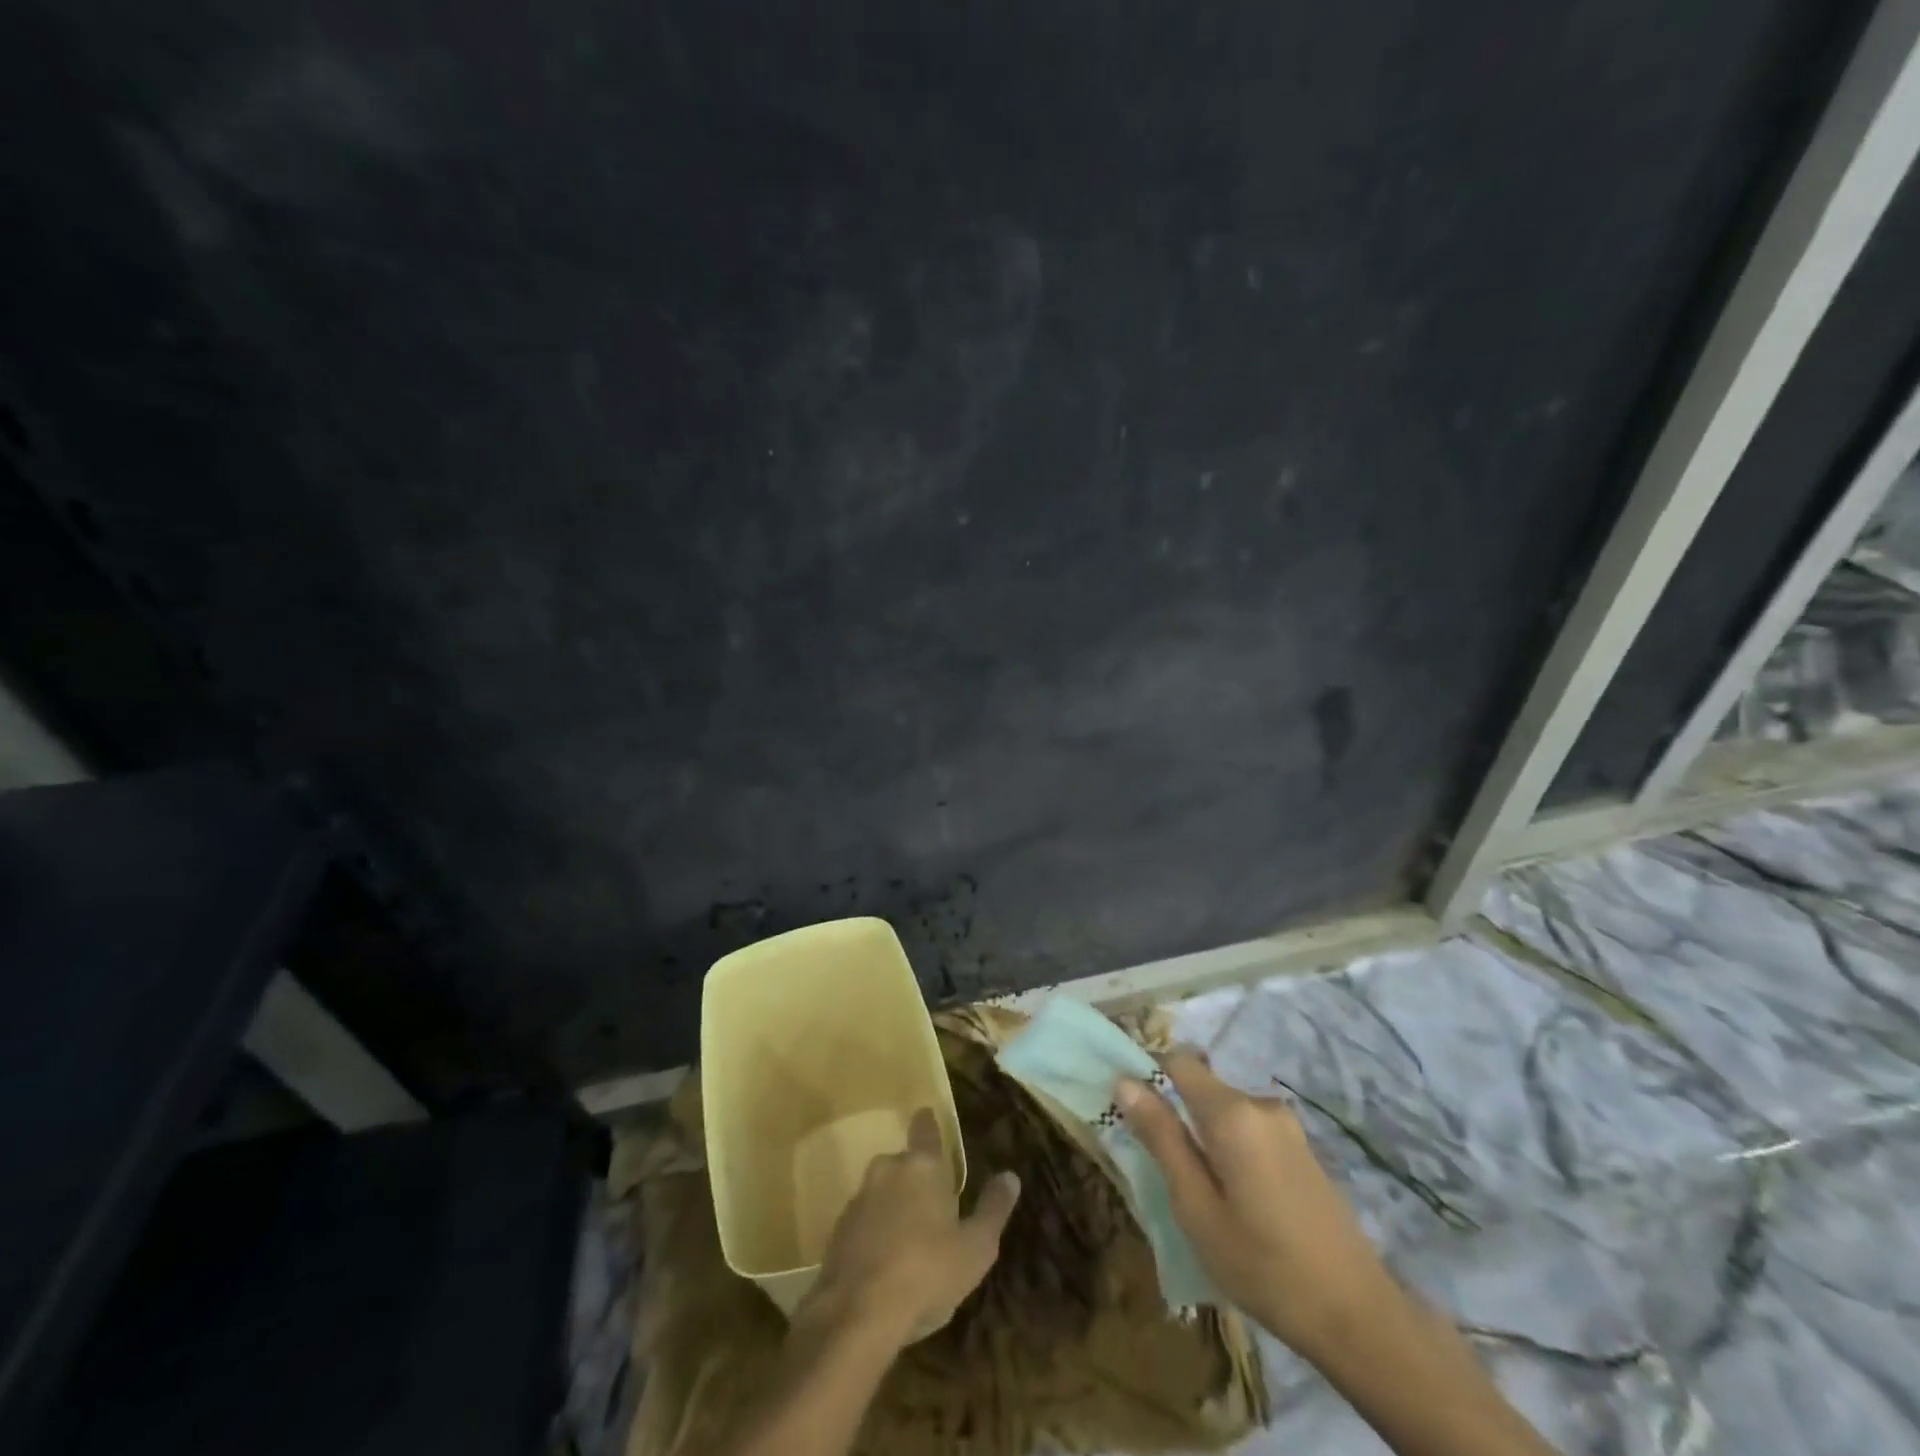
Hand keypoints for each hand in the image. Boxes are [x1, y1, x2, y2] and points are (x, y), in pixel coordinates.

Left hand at [799, 1109, 1020, 1346]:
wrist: (857, 1314)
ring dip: (894, 1208)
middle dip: (916, 1180)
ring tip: (910, 1242)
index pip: (925, 1130)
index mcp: (922, 1166)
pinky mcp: (837, 1231)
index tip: (927, 1116)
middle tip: (932, 1208)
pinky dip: (875, 1233)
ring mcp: (858, 1199)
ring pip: (882, 1193)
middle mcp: (887, 1170)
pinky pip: (864, 1222)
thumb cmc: (927, 1272)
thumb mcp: (976, 1248)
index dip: (928, 1124)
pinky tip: (885, 1265)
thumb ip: (993, 1209)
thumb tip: (1010, 1176)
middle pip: (904, 1165)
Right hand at [1117, 1051, 1394, 1357]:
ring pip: (1226, 1113)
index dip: (1149, 1073)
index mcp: (1232, 1112)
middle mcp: (1260, 1105)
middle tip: (1165, 1171)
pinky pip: (1250, 1131)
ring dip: (1205, 1137)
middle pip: (1202, 1088)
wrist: (1359, 1317)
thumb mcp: (1196, 1207)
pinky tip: (1237, 1200)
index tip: (1130, 1109)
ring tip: (1201, 1194)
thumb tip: (1124, 1082)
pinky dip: (1231, 1150)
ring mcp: (1287, 1127)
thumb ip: (1161, 1138)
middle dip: (1177, 1115)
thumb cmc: (1264, 1265)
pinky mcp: (1303, 1150)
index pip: (1178, 1062)